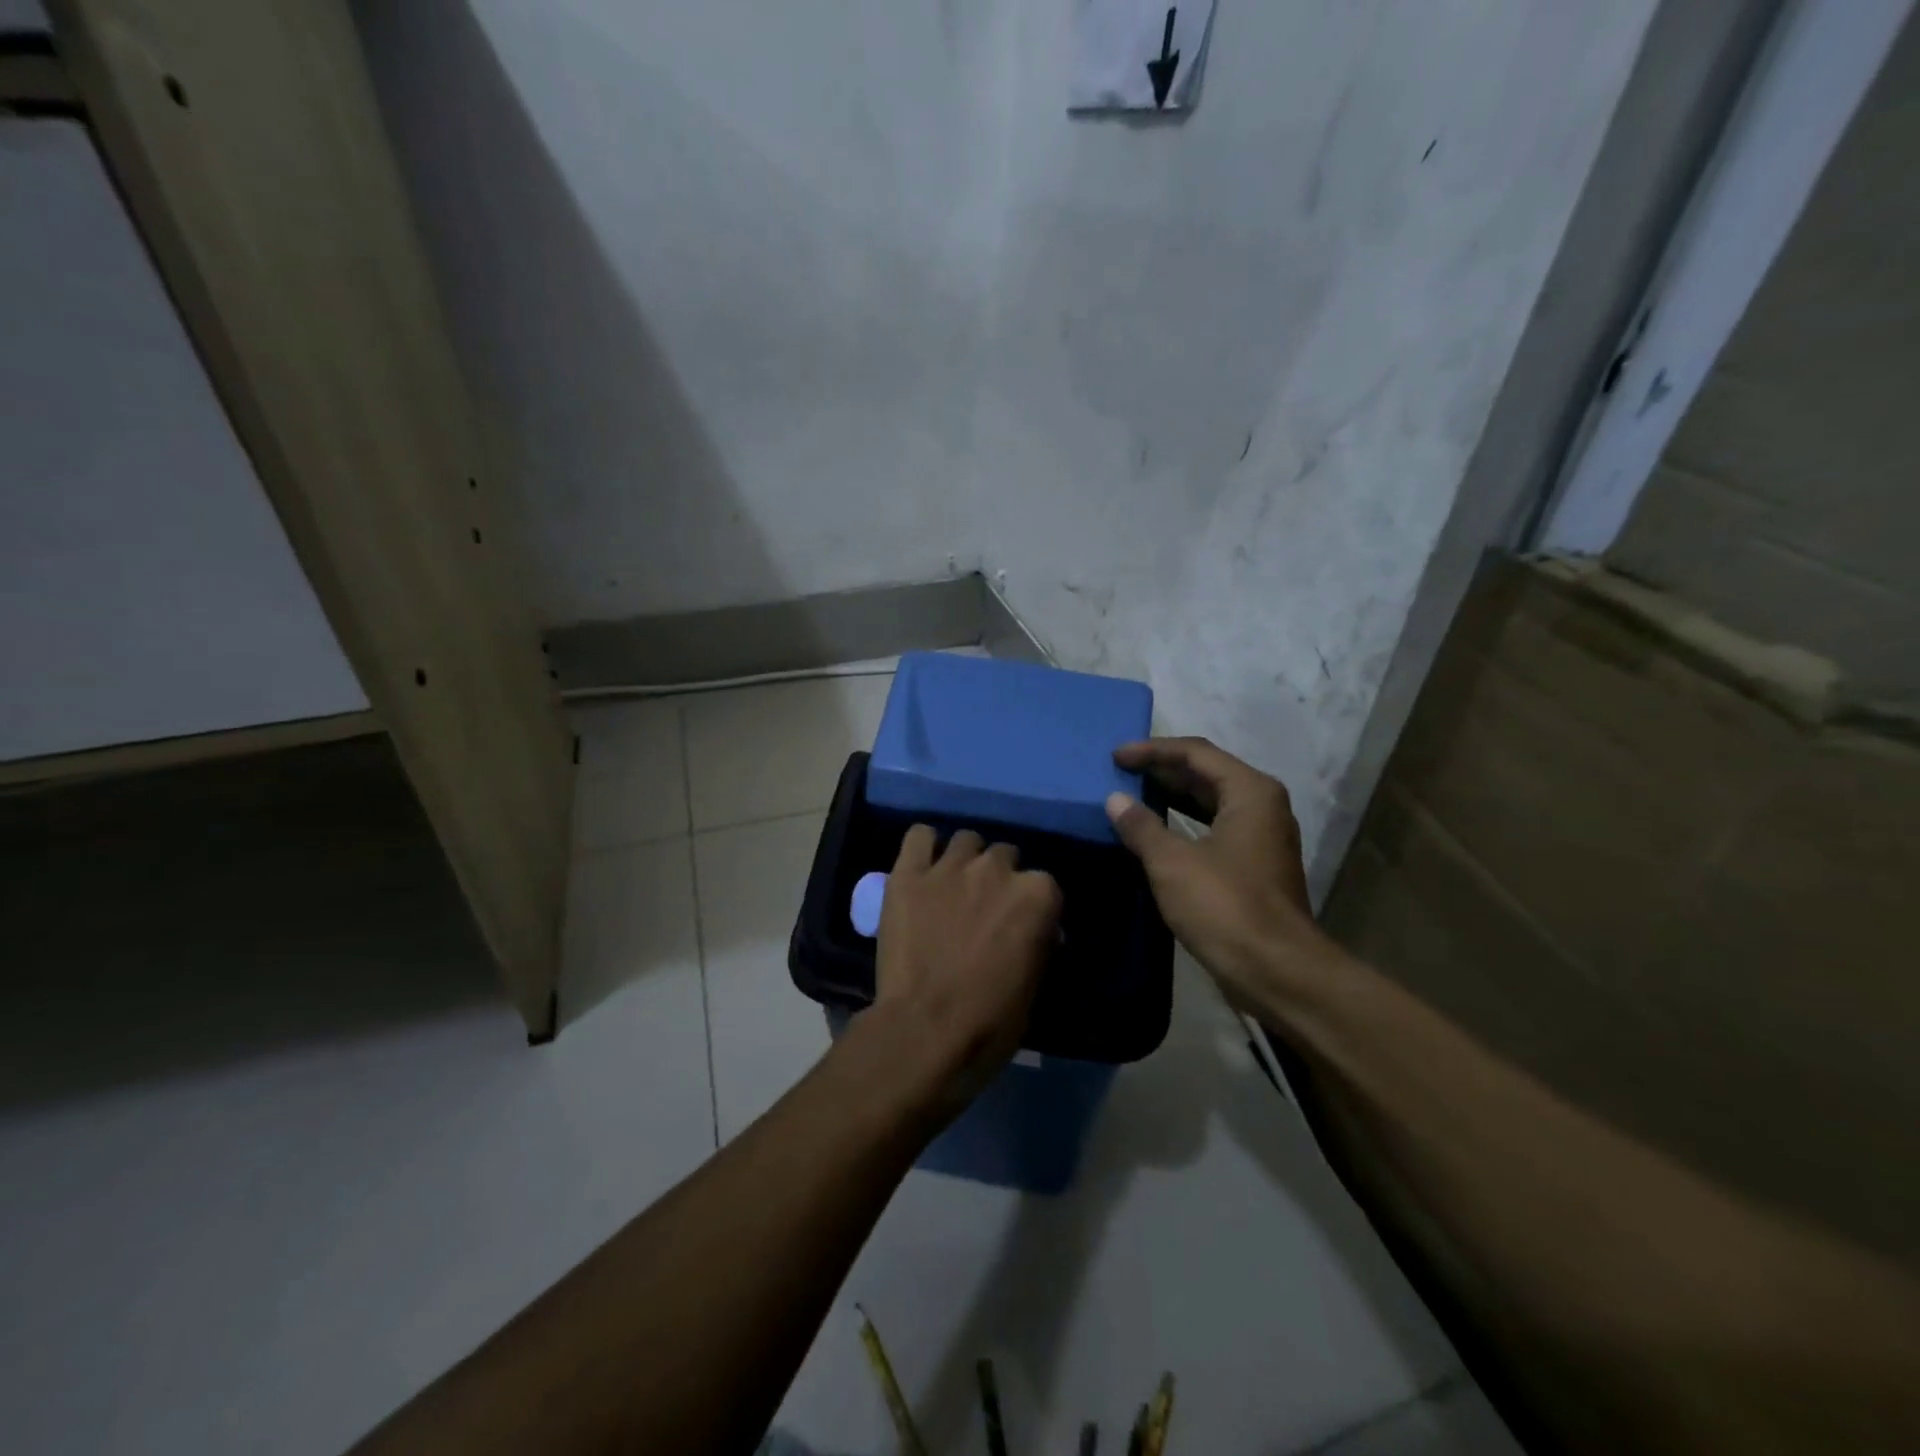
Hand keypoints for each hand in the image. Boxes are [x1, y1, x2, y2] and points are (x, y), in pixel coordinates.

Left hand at [872, 826, 1062, 1115]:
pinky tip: (923, 866)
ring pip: (966, 840)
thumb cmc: (989, 1021)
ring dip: (965, 860)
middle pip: (1004, 856)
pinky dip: (923, 847)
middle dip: (998, 879)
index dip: (1032, 906)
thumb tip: (1038, 931)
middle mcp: (997, 868)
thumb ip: (1038, 943)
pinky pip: (919, 836)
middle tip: (984, 908)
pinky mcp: (908, 873)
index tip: (1022, 926)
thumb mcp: (1034, 985)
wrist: (924, 1031)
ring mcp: (950, 866)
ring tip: (953, 886)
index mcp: (1037, 894)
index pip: (1044, 884)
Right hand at [1105, 737, 1334, 1008]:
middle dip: (1161, 770)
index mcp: (1250, 792)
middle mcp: (1261, 806)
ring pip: (1210, 802)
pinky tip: (1154, 834)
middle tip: (1119, 772)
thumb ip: (1141, 826)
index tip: (1116, 756)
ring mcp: (1260, 837)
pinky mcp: (1253, 866)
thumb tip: (1116, 800)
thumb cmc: (1225, 906)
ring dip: (1171, 797)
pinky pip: (1212, 828)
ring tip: (1130, 796)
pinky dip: (1182, 824)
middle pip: (1206, 773)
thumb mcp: (1173, 863)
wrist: (1277, 971)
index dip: (1152, 750)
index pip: (1195, 753)